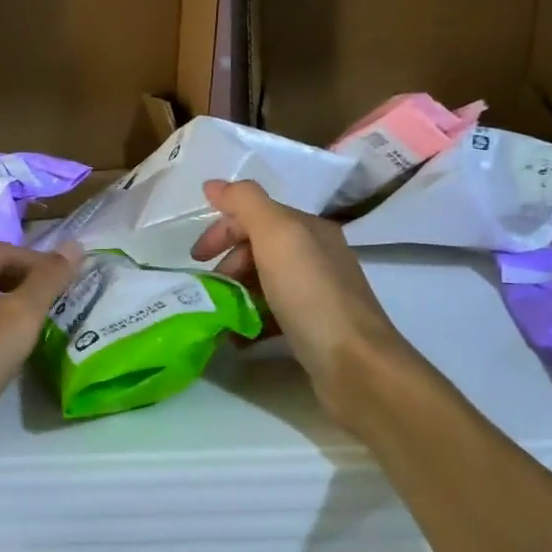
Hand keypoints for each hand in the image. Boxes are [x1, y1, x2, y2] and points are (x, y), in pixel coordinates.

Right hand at [192, 179, 418, 418]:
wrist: (356, 366)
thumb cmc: (311, 295)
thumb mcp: (277, 236)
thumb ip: (245, 203)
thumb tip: (214, 184)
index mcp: (309, 228)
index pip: (255, 214)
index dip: (222, 230)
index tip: (196, 258)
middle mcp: (316, 255)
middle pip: (259, 247)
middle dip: (228, 264)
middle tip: (211, 288)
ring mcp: (317, 293)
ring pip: (264, 281)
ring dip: (236, 293)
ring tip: (219, 314)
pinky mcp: (314, 328)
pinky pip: (273, 314)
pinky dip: (251, 320)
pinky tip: (238, 338)